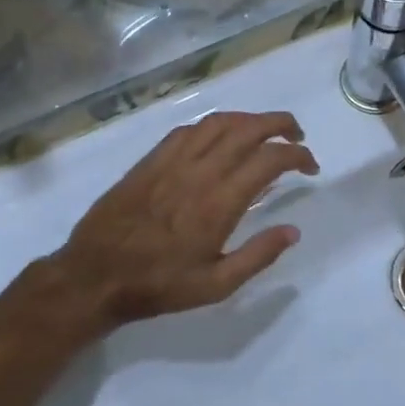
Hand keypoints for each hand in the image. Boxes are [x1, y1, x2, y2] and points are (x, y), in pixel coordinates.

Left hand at [21, 111, 317, 330]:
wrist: (94, 276)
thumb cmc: (158, 285)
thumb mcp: (215, 286)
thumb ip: (258, 256)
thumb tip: (293, 231)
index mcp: (220, 202)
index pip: (269, 160)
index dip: (297, 156)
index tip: (310, 166)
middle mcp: (200, 172)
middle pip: (248, 129)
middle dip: (280, 124)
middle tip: (297, 135)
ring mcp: (172, 161)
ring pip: (219, 122)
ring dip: (249, 119)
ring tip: (264, 131)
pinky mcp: (151, 159)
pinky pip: (189, 129)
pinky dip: (214, 125)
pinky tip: (220, 137)